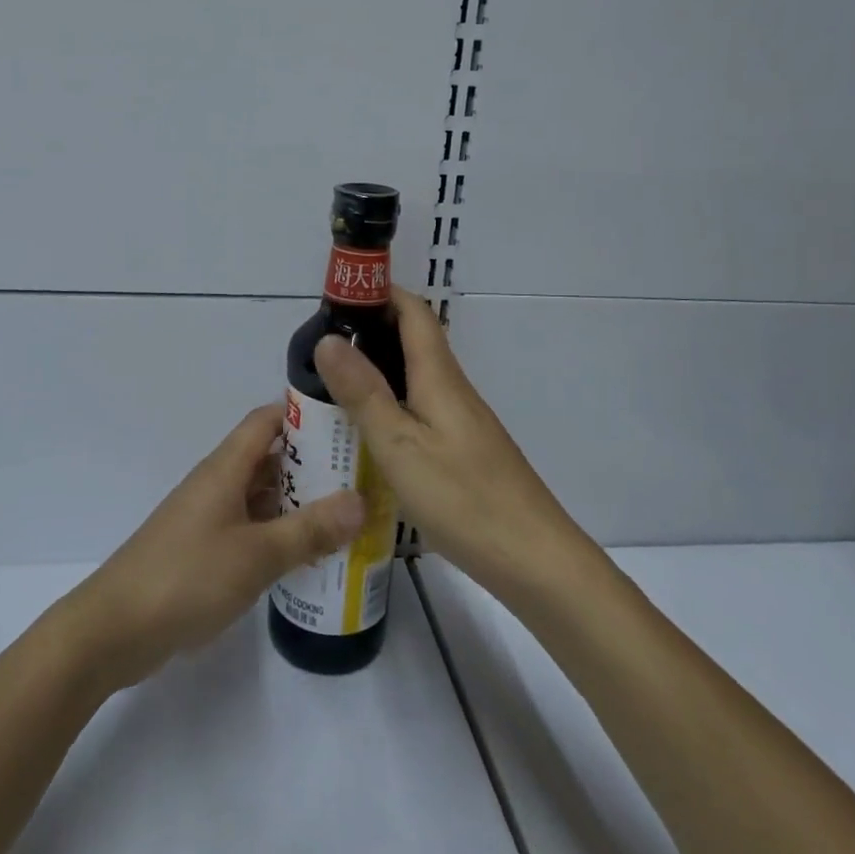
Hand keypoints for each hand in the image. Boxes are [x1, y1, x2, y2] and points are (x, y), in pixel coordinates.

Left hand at [62, 404, 364, 691]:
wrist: (114, 630)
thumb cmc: (187, 577)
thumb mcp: (257, 554)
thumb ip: (309, 529)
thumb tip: (361, 500)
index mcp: (225, 468)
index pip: (267, 420)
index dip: (304, 414)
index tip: (347, 423)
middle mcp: (217, 484)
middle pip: (269, 458)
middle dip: (312, 464)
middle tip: (361, 476)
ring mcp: (209, 519)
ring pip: (261, 497)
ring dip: (297, 503)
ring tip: (347, 516)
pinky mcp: (204, 551)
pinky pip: (250, 529)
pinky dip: (278, 534)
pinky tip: (308, 556)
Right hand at [313, 287, 583, 599]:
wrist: (534, 560)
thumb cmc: (463, 497)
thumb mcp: (400, 445)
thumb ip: (363, 392)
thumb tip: (329, 339)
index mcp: (439, 377)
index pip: (413, 312)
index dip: (380, 293)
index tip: (337, 297)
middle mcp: (452, 390)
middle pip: (412, 342)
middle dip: (370, 332)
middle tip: (320, 349)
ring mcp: (461, 422)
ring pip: (414, 379)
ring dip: (377, 371)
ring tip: (331, 388)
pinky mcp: (463, 451)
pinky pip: (419, 411)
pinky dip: (390, 406)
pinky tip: (367, 434)